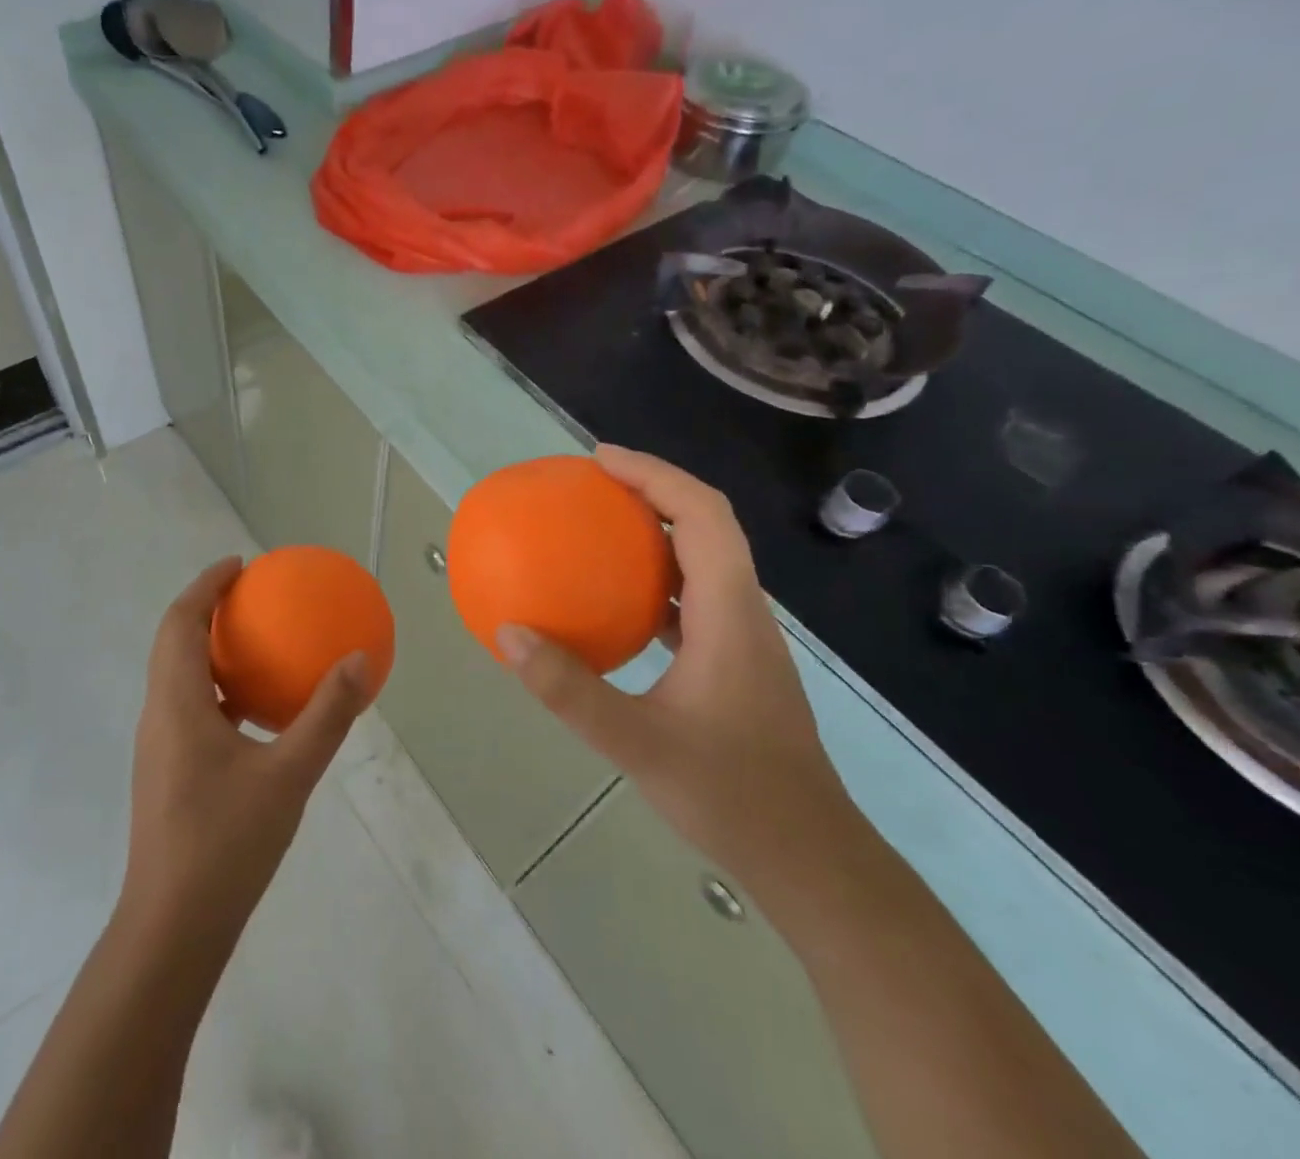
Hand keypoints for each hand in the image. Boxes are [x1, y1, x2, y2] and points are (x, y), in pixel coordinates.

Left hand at [119, 558, 372, 949]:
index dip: (205, 585)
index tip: (239, 565)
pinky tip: (256, 714)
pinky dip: (218, 690)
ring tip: (257, 645)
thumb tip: (359, 659)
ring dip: (210, 651)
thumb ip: (326, 715)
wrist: (172, 928)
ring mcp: (159, 748)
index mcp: (176, 703)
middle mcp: (159, 716)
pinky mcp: (167, 774)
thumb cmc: (226, 843)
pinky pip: (190, 709)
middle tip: (251, 597)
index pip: (180, 622)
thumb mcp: (289, 775)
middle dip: (207, 610)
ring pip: (179, 677)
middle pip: (173, 643)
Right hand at [496, 446, 858, 891]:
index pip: (702, 515)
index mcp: (729, 613)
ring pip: (703, 558)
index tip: (600, 459)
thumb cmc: (733, 796)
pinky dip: (655, 578)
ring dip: (656, 529)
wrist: (812, 860)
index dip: (655, 474)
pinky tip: (615, 602)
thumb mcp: (638, 744)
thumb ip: (570, 690)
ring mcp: (742, 638)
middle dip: (653, 489)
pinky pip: (692, 596)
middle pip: (706, 524)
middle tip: (592, 483)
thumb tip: (509, 634)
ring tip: (598, 526)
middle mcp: (742, 611)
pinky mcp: (734, 662)